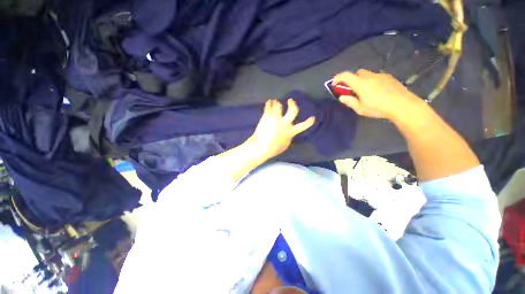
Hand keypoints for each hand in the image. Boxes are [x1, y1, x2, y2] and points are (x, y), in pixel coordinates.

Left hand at [247, 99, 314, 159]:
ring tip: (274, 101)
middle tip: (290, 100)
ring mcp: (276, 118)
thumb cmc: (273, 148)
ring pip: (278, 105)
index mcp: (290, 131)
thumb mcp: (285, 145)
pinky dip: (269, 103)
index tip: (312, 118)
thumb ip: (288, 138)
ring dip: (277, 103)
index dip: (308, 122)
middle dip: (292, 104)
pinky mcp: (267, 116)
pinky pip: (268, 107)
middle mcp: (285, 123)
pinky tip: (269, 102)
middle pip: (292, 110)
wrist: (261, 146)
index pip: (302, 126)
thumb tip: (289, 134)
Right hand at [332, 69, 422, 120]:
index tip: (334, 83)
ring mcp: (380, 75)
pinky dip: (371, 81)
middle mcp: (369, 76)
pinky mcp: (388, 77)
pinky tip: (376, 91)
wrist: (403, 105)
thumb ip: (349, 102)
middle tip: (352, 89)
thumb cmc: (379, 108)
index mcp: (361, 84)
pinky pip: (375, 76)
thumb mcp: (360, 109)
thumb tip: (342, 97)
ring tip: (365, 92)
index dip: (338, 78)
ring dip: (362, 80)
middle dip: (351, 79)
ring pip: (367, 74)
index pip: (346, 75)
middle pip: (357, 73)